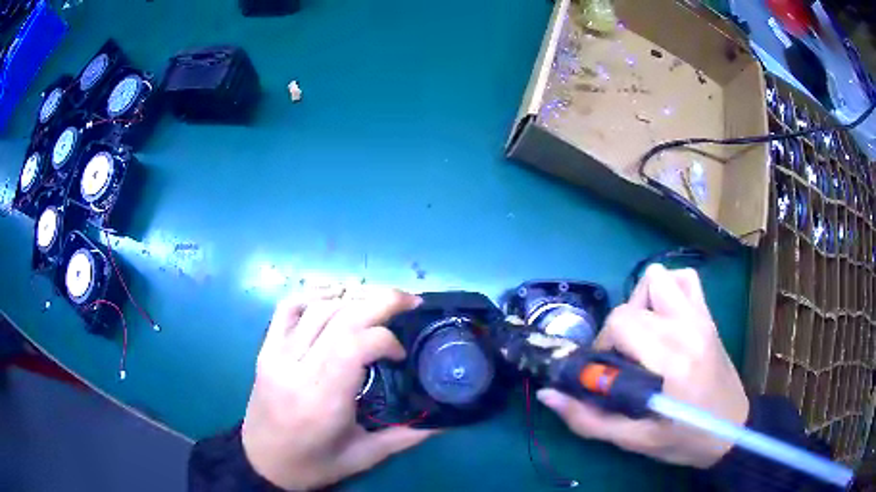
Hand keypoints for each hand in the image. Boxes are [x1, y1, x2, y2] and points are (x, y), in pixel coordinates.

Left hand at [242, 286, 435, 490]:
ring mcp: (276, 355)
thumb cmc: (313, 464)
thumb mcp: (363, 457)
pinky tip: (336, 295)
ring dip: (353, 295)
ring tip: (379, 299)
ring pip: (317, 307)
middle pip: (339, 317)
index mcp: (322, 400)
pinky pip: (287, 308)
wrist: (261, 462)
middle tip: (408, 300)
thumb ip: (404, 437)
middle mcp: (297, 369)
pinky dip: (314, 293)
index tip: (402, 355)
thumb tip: (445, 423)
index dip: (385, 338)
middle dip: (380, 300)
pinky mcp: (265, 349)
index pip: (354, 345)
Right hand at [537, 264, 748, 467]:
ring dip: (641, 302)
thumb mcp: (635, 441)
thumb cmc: (685, 440)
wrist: (733, 429)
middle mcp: (687, 328)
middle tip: (623, 362)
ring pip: (658, 279)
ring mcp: (701, 317)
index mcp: (672, 360)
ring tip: (643, 335)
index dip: (602, 346)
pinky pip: (685, 280)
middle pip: (631, 302)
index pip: (622, 322)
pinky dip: (668, 290)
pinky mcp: (708, 316)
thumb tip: (547, 394)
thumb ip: (589, 420)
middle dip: (616, 332)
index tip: (605, 374)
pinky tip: (665, 318)